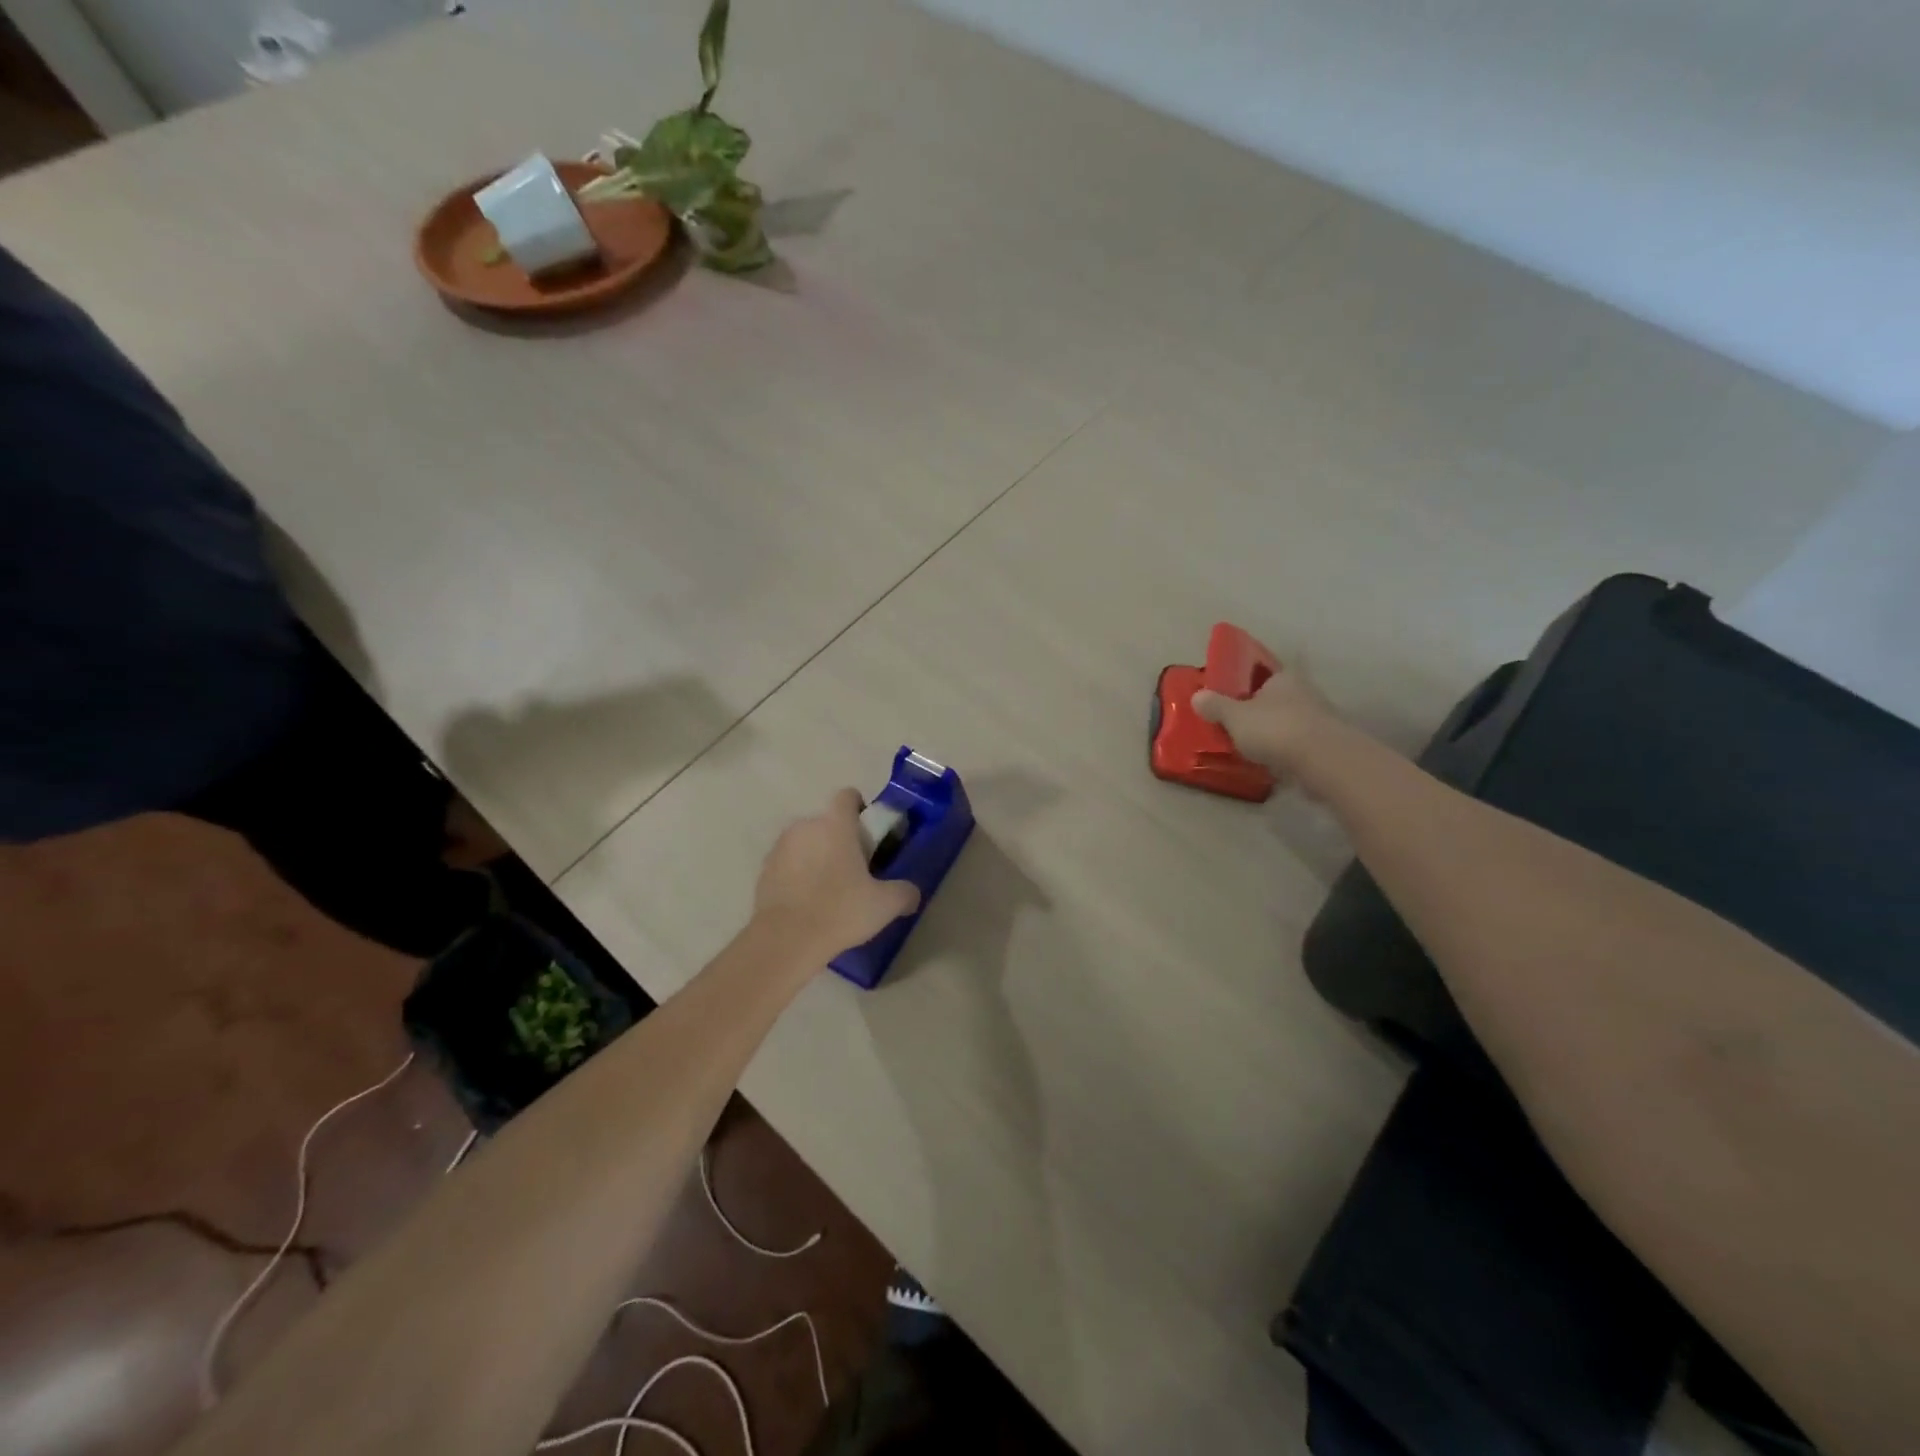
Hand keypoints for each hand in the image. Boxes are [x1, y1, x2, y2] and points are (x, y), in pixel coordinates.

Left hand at [753, 789, 921, 964]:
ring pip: (805, 843)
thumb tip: (912, 894)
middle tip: (854, 870)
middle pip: (827, 822)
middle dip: (839, 839)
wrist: (785, 941)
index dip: (860, 809)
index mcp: (835, 824)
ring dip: (817, 857)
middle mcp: (805, 826)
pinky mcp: (764, 871)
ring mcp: (780, 848)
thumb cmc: (840, 911)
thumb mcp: (885, 905)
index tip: (868, 836)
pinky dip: (798, 875)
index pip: (848, 796)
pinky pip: (788, 864)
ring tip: (829, 890)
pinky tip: (807, 903)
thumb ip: (905, 893)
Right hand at [1193, 661, 1343, 777]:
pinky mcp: (1327, 745)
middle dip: (1260, 710)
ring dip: (1274, 732)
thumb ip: (1216, 706)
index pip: (1264, 673)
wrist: (1322, 760)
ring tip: (1253, 747)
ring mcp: (1320, 718)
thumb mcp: (1234, 716)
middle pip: (1277, 698)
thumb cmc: (1274, 728)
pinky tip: (1272, 763)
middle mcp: (1305, 691)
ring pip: (1290, 721)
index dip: (1247, 684)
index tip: (1233, 698)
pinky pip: (1299, 744)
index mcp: (1283, 677)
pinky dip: (1286, 751)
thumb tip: (1197, 696)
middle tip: (1238, 724)